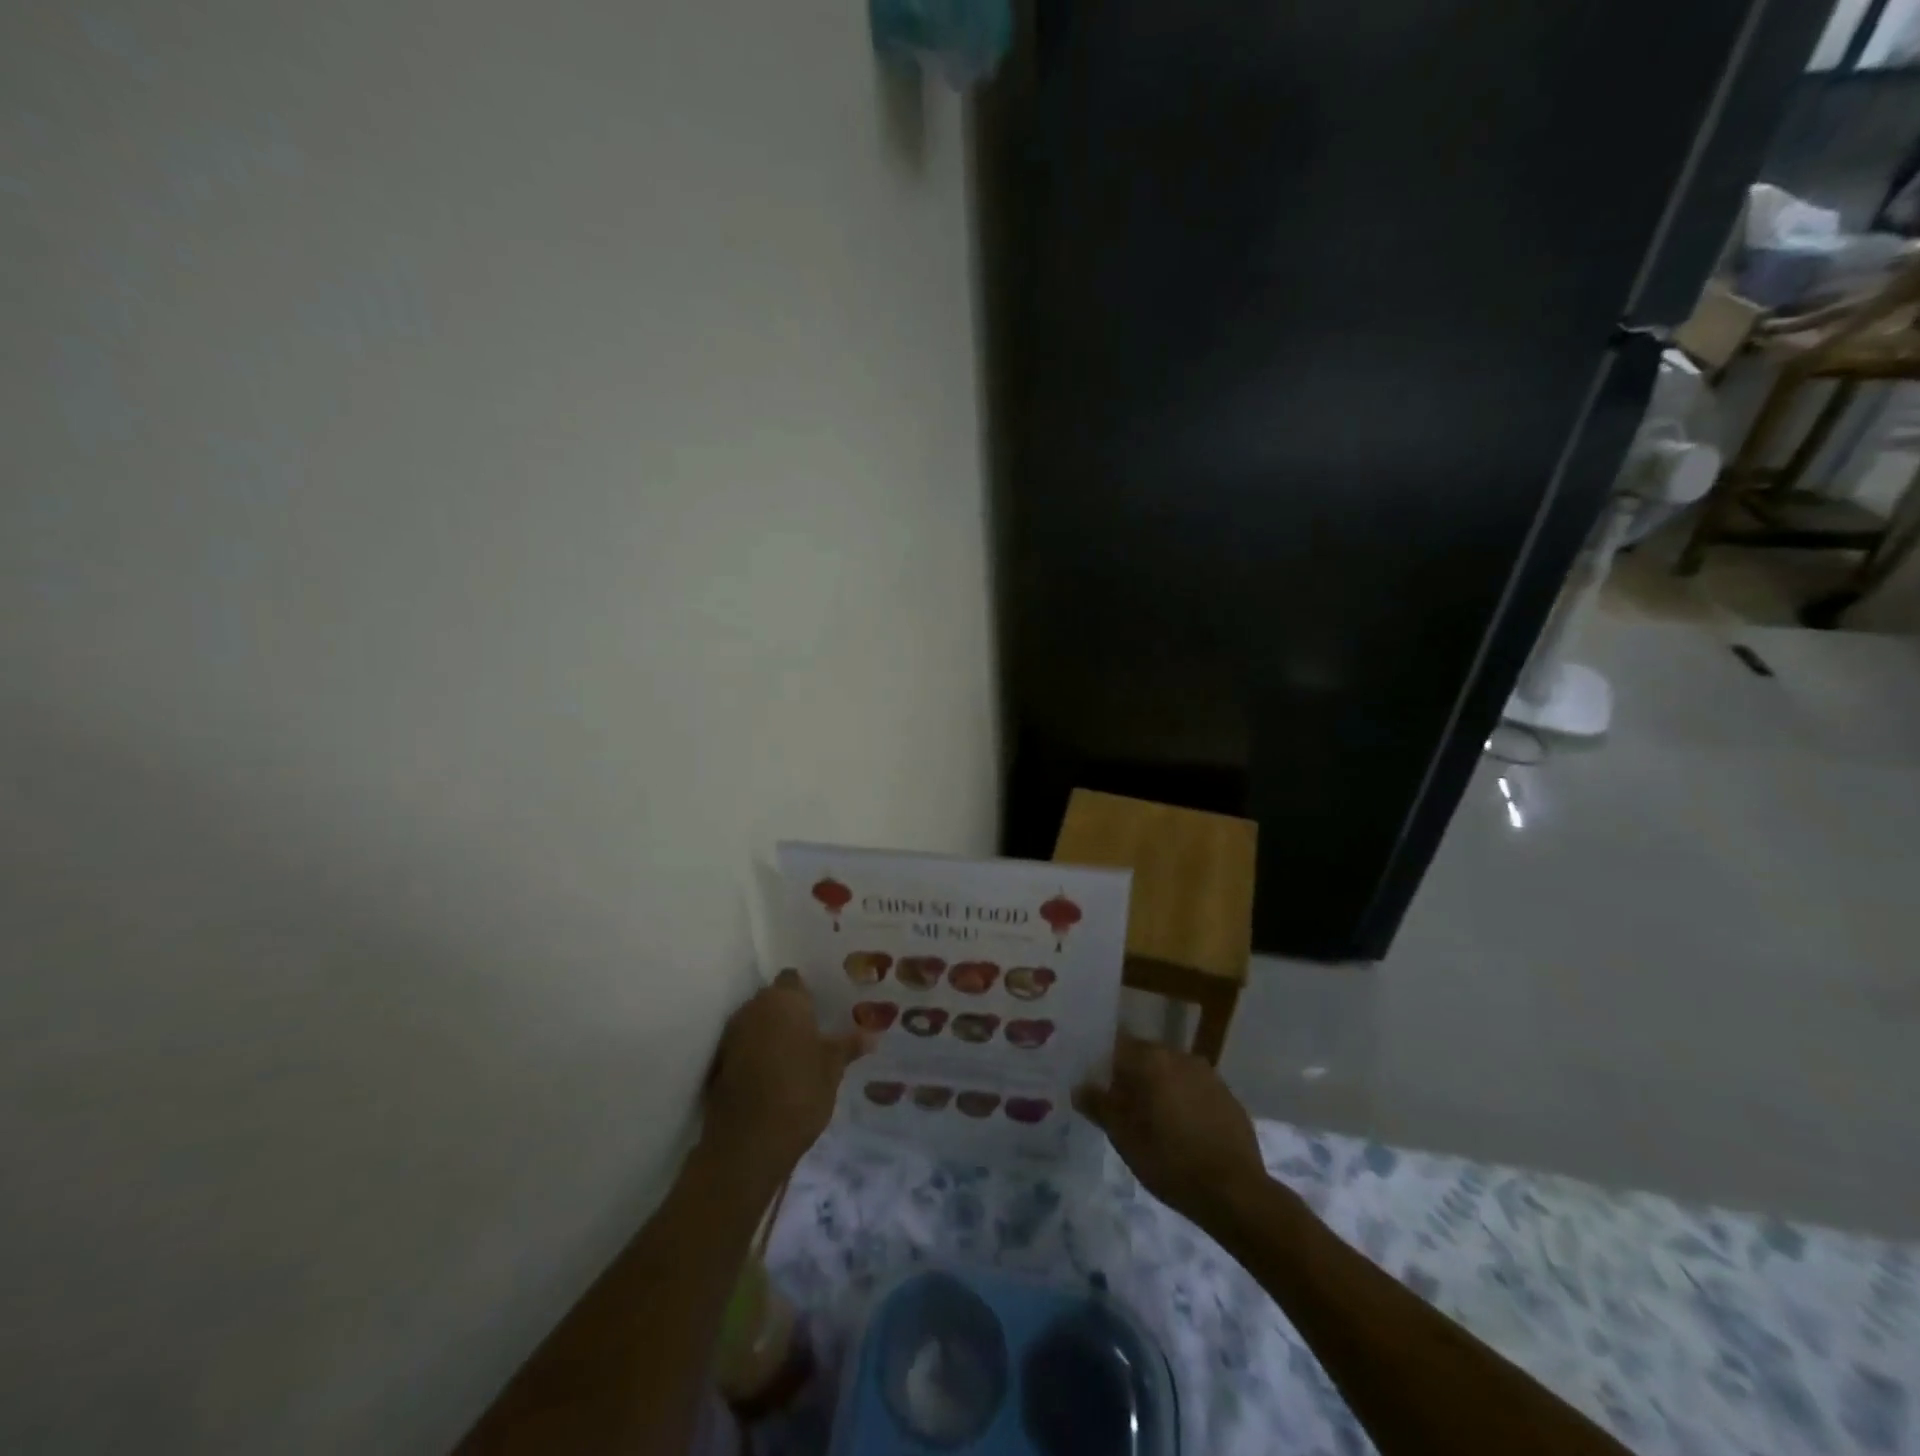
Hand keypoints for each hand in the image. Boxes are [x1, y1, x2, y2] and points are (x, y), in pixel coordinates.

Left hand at [702, 969, 869, 1187]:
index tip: (822, 1008)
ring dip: (771, 1034)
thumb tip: (871, 1035)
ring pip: (757, 1023)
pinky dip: (756, 1055)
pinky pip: (743, 1048)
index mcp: (785, 999)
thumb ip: (848, 1046)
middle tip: (814, 1031)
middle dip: (789, 1013)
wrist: (747, 1143)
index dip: (806, 992)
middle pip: (774, 1000)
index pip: (794, 979)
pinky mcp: (719, 1063)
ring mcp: (732, 1035)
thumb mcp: (833, 1069)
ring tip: (796, 1055)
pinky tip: (774, 1075)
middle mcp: (755, 1008)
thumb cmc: (799, 1092)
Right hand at [1074, 1033, 1265, 1219]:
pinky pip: (1196, 1090)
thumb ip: (1099, 1106)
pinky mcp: (1229, 1097)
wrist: (1235, 1193)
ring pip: (1173, 1073)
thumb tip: (1079, 1088)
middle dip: (1133, 1078)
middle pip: (1147, 1058)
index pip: (1118, 1046)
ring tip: (1153, 1123)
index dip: (1105, 1066)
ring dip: (1161, 1089)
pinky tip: (1183, 1132)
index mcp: (1152, 1059)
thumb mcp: (1124, 1138)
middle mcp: (1181, 1056)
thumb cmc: (1170, 1161)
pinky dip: (1185, 1102)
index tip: (1098, 1088)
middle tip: (1123, 1109)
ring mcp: (1209, 1075)